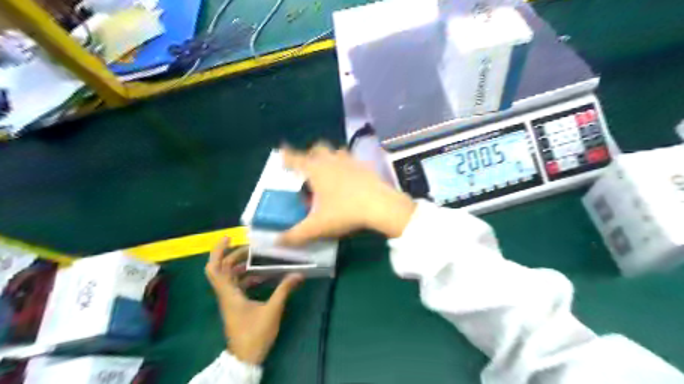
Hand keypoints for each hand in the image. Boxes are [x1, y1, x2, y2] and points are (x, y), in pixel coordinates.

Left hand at [204, 240, 301, 365]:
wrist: (245, 358)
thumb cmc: (255, 334)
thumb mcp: (272, 310)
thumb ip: (284, 290)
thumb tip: (298, 274)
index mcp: (229, 294)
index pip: (215, 268)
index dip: (218, 251)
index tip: (229, 238)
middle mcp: (226, 295)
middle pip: (222, 269)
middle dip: (235, 255)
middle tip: (252, 248)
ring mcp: (229, 300)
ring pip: (229, 277)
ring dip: (241, 266)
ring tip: (258, 259)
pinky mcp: (235, 305)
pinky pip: (237, 285)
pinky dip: (246, 277)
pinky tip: (262, 276)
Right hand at [278, 143, 416, 246]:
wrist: (381, 206)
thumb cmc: (345, 212)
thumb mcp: (317, 226)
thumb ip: (295, 235)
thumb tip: (277, 241)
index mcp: (316, 169)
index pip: (295, 158)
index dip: (286, 156)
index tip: (281, 152)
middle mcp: (331, 160)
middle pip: (317, 149)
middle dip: (310, 155)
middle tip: (308, 169)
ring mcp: (350, 160)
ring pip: (336, 152)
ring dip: (329, 158)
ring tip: (328, 172)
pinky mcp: (365, 166)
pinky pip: (351, 160)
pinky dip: (346, 165)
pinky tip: (349, 178)